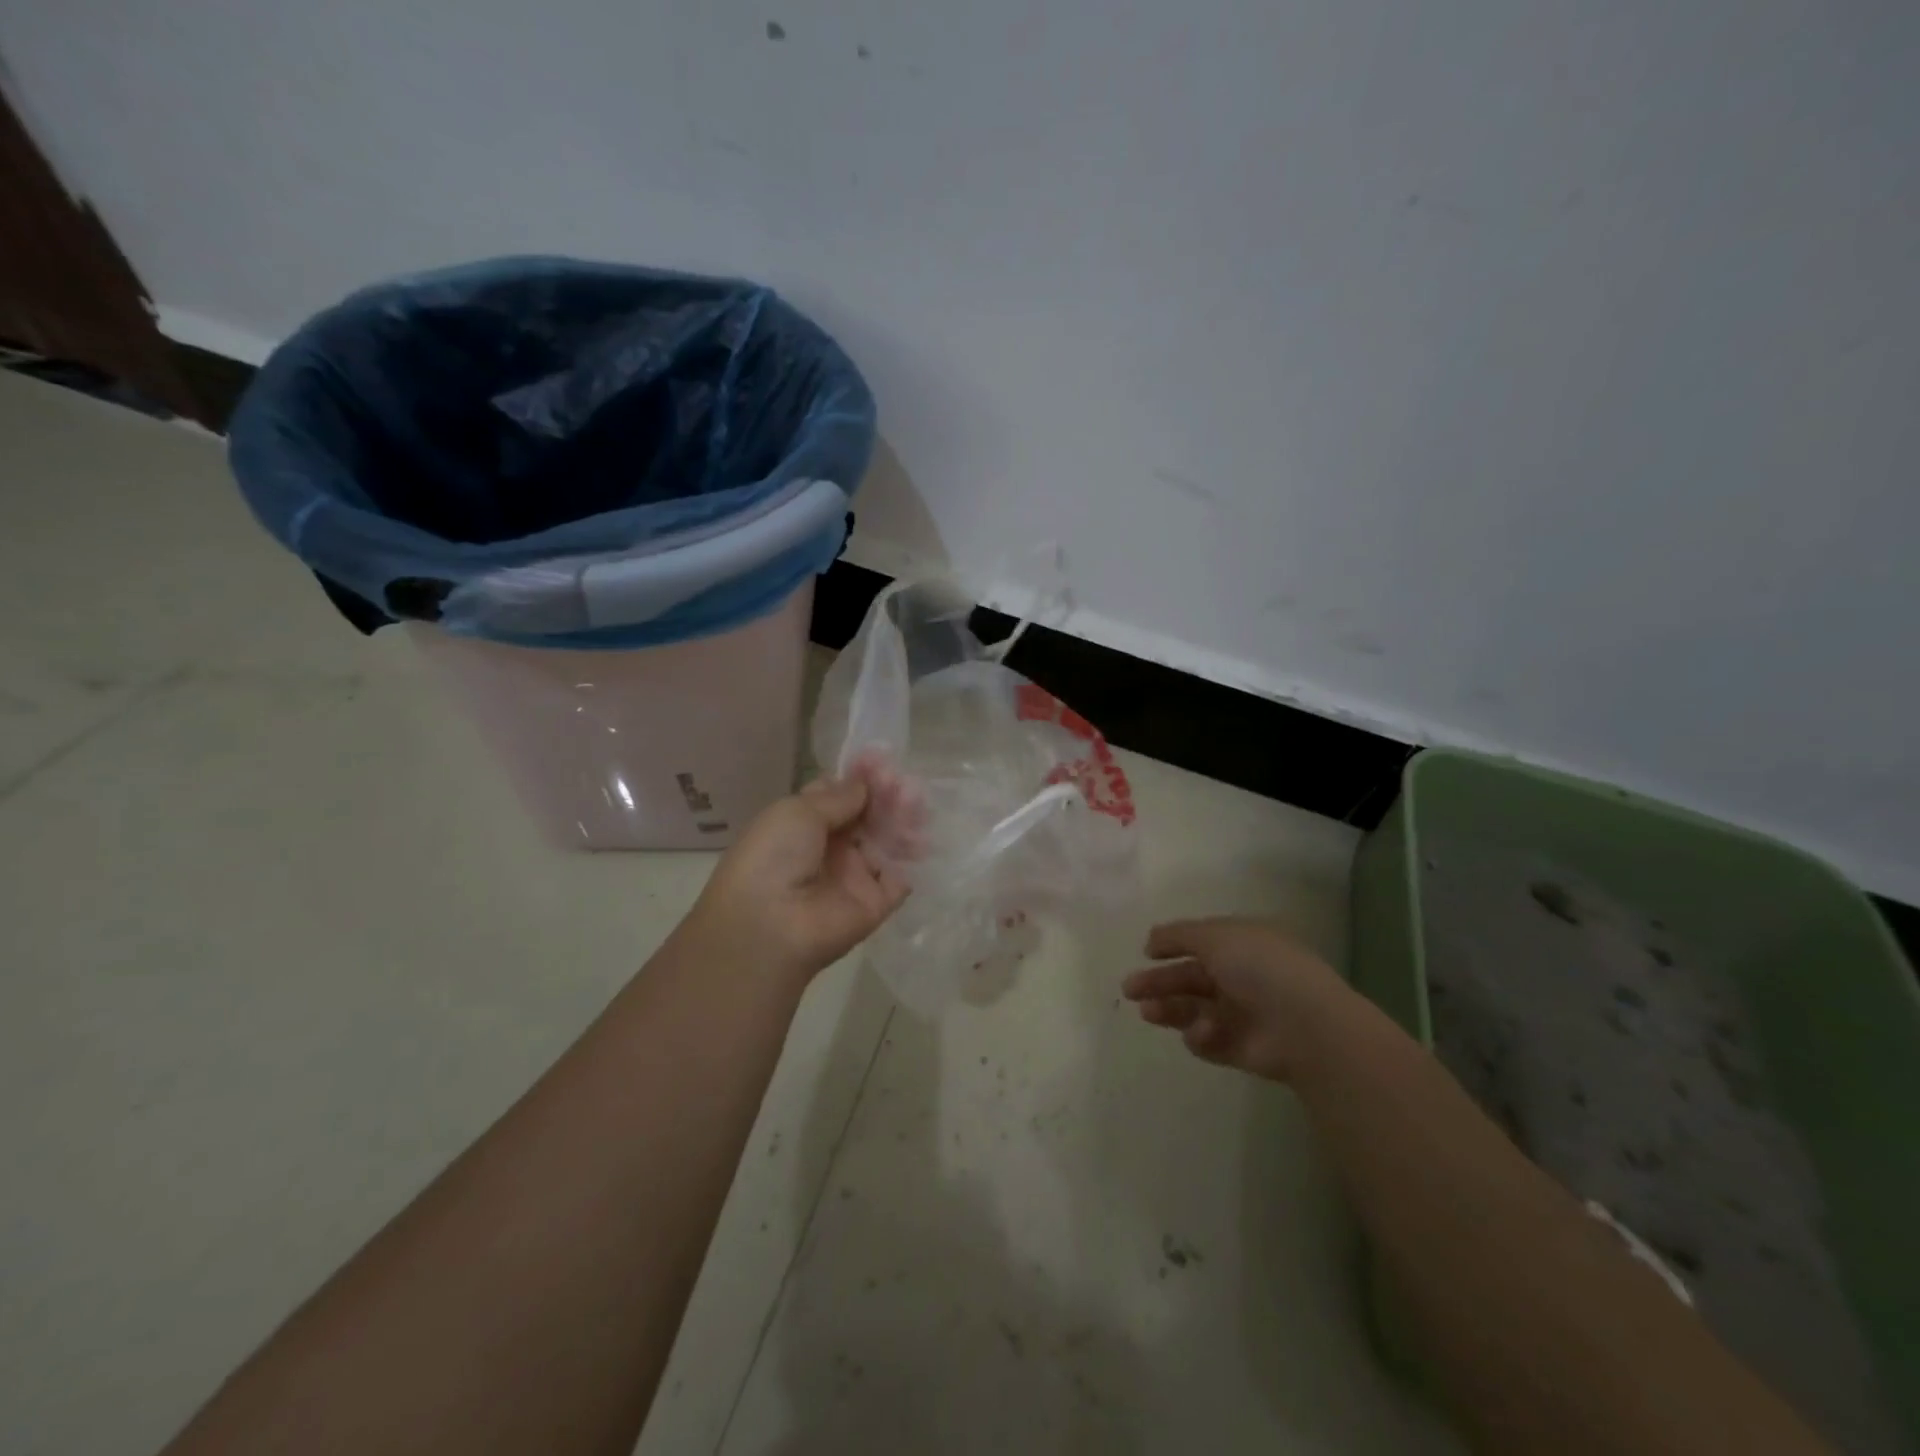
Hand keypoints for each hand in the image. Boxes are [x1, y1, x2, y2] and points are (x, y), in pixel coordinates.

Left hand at [686, 771, 913, 980]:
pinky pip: (900, 877)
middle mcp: (832, 847)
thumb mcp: (798, 811)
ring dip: (904, 820)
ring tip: (915, 804)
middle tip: (906, 783)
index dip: (862, 778)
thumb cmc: (774, 856)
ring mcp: (855, 875)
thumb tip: (865, 783)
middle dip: (889, 795)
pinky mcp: (876, 903)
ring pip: (888, 841)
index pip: (842, 795)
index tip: (884, 761)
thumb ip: (839, 796)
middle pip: (869, 815)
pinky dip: (912, 857)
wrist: (769, 925)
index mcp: (805, 823)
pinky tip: (919, 836)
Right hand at [1122, 918, 1349, 1082]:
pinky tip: (1204, 1032)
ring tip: (1148, 1012)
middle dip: (1159, 982)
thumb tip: (1150, 939)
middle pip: (1191, 978)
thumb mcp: (1216, 936)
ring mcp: (1241, 1015)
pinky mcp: (1239, 1049)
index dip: (1173, 945)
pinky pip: (1208, 1041)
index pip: (1201, 942)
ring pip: (1193, 1009)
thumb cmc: (1261, 968)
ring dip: (1169, 1009)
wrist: (1305, 1027)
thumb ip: (1178, 935)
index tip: (1147, 952)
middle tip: (1129, 989)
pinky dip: (1200, 1036)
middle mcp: (1241, 977)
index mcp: (1243, 945)